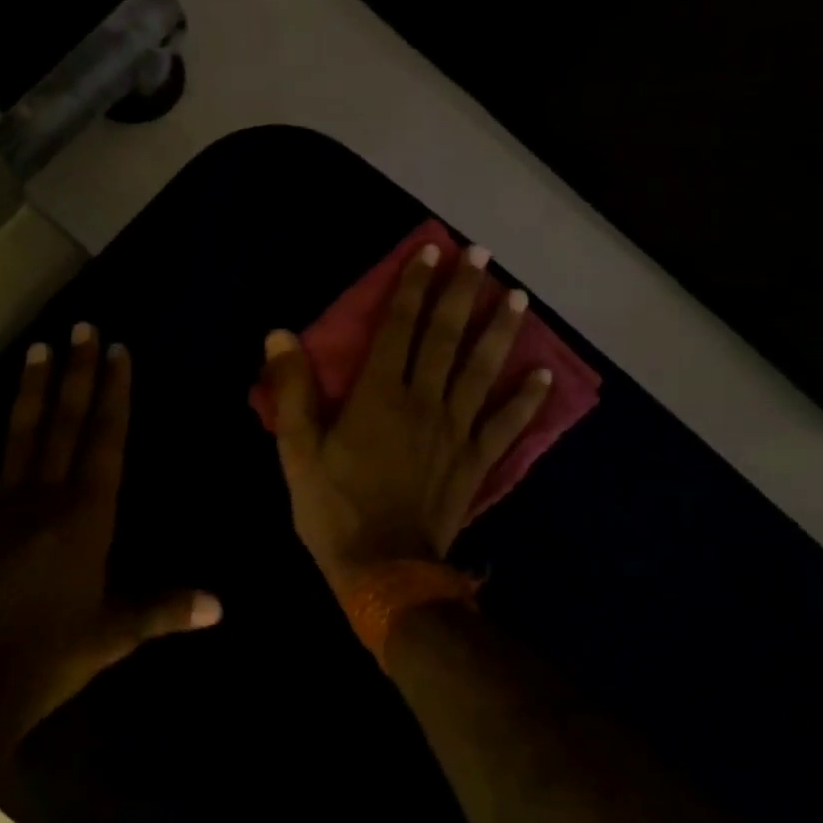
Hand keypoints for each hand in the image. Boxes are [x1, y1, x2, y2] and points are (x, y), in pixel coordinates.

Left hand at [0, 325, 221, 738]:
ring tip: (39, 348)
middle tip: (82, 327)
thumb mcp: (117, 632)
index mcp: (88, 515)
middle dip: (77, 373)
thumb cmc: (53, 654)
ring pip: (21, 436)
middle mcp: (47, 497)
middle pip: (66, 424)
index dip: (113, 393)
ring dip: (32, 391)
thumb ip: (167, 609)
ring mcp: (1, 508)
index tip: (117, 351)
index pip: (105, 439)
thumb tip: (222, 606)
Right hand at [258, 244, 552, 594]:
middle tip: (481, 255)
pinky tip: (543, 375)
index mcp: (379, 395)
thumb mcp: (297, 452)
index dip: (413, 286)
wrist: (384, 572)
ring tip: (517, 296)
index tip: (430, 250)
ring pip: (481, 370)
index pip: (399, 326)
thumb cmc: (334, 509)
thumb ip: (293, 391)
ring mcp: (456, 430)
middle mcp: (423, 400)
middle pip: (446, 336)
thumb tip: (280, 335)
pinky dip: (525, 399)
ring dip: (499, 330)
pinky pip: (505, 424)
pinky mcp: (475, 461)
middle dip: (462, 291)